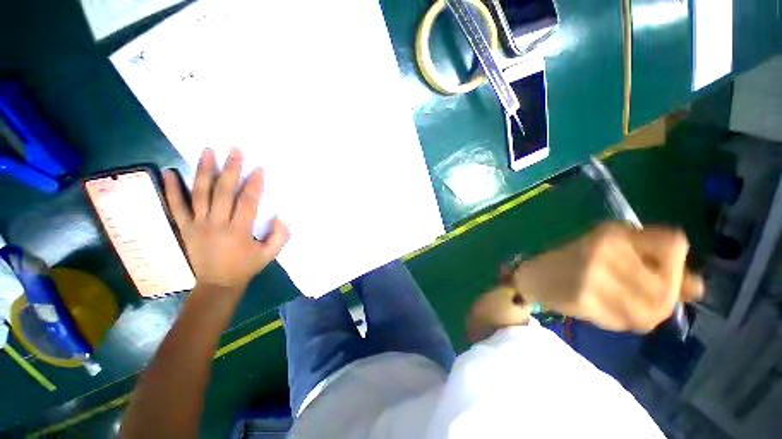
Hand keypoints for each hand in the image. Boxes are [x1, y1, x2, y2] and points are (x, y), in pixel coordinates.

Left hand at [164, 148, 289, 295]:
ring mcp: (197, 225)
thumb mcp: (270, 254)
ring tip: (207, 151)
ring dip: (204, 171)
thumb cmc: (246, 267)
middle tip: (235, 150)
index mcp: (239, 230)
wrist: (217, 284)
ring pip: (199, 193)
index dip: (254, 184)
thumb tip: (280, 216)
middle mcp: (216, 224)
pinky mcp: (185, 228)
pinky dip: (171, 189)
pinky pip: (176, 206)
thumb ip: (280, 235)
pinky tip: (169, 172)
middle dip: (231, 169)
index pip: (247, 201)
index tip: (259, 168)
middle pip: (223, 192)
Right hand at [511, 222, 703, 331]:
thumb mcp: (613, 251)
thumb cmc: (573, 260)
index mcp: (611, 234)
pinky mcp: (583, 300)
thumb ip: (656, 262)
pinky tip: (611, 311)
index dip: (675, 261)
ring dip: (648, 313)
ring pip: (654, 310)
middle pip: (668, 286)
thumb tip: (698, 288)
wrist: (533, 277)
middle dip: (665, 297)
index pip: (674, 244)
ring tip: (629, 305)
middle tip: (644, 295)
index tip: (658, 268)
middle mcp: (604, 252)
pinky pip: (628, 321)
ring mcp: (592, 278)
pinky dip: (628, 321)